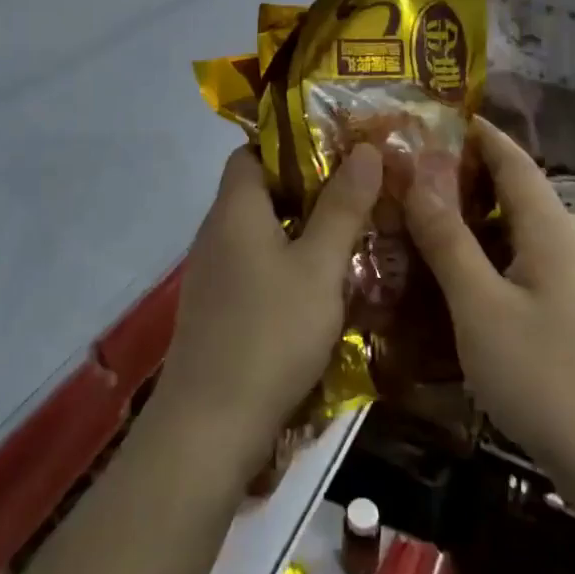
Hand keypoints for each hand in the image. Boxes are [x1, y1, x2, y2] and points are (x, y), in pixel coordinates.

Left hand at [151, 143, 382, 486]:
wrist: (209, 428)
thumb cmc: (269, 334)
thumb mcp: (318, 267)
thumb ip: (342, 207)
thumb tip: (365, 148)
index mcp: (235, 209)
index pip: (253, 151)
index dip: (292, 145)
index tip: (339, 153)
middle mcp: (216, 233)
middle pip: (260, 191)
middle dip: (309, 189)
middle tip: (360, 195)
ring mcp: (213, 274)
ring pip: (261, 233)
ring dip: (302, 231)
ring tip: (352, 237)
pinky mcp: (217, 309)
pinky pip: (255, 267)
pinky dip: (287, 265)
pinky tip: (321, 288)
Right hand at [404, 120, 574, 487]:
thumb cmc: (546, 376)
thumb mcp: (480, 305)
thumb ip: (447, 239)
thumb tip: (417, 177)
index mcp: (550, 229)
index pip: (513, 160)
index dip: (479, 133)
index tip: (439, 114)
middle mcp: (569, 244)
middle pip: (517, 192)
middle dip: (468, 175)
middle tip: (414, 171)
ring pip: (519, 232)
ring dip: (476, 218)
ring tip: (426, 217)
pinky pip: (525, 265)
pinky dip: (490, 255)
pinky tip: (461, 277)